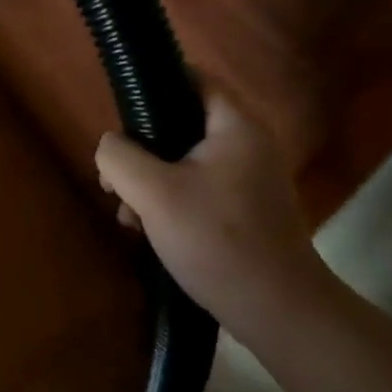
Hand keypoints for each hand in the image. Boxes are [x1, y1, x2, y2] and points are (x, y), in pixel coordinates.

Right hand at [95, 92, 326, 334]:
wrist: (280, 314)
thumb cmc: (217, 241)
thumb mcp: (153, 193)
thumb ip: (119, 156)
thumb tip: (110, 146)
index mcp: (235, 125)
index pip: (192, 77)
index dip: (154, 84)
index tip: (121, 111)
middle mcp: (248, 143)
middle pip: (182, 122)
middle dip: (142, 148)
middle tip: (116, 176)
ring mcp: (251, 179)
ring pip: (186, 160)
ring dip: (151, 180)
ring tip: (127, 214)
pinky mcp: (247, 210)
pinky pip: (199, 188)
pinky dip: (171, 200)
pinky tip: (149, 231)